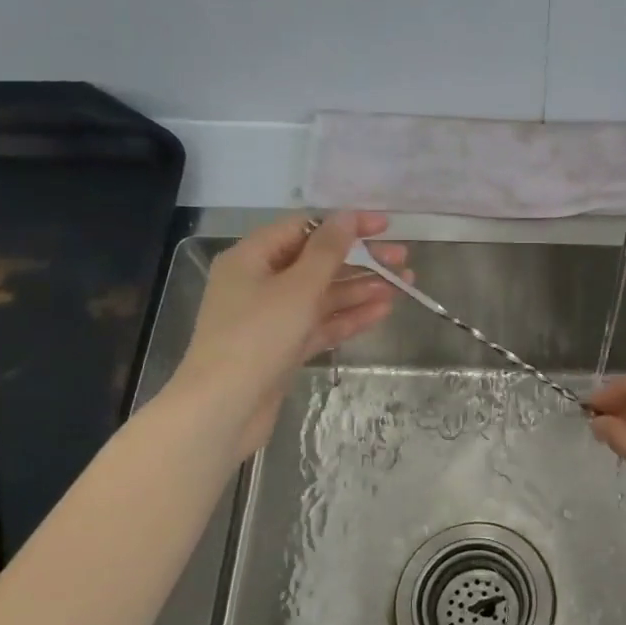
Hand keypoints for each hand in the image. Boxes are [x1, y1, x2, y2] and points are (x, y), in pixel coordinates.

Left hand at [164, 212, 405, 455]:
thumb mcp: (298, 288)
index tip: (385, 227)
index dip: (345, 225)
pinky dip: (349, 317)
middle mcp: (260, 282)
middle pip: (317, 262)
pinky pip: (320, 324)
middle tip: (402, 261)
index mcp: (252, 258)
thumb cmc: (257, 337)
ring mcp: (272, 318)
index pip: (304, 228)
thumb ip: (327, 251)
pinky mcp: (283, 348)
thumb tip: (348, 216)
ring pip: (323, 295)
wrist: (223, 408)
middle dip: (360, 260)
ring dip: (361, 289)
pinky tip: (382, 311)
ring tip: (402, 286)